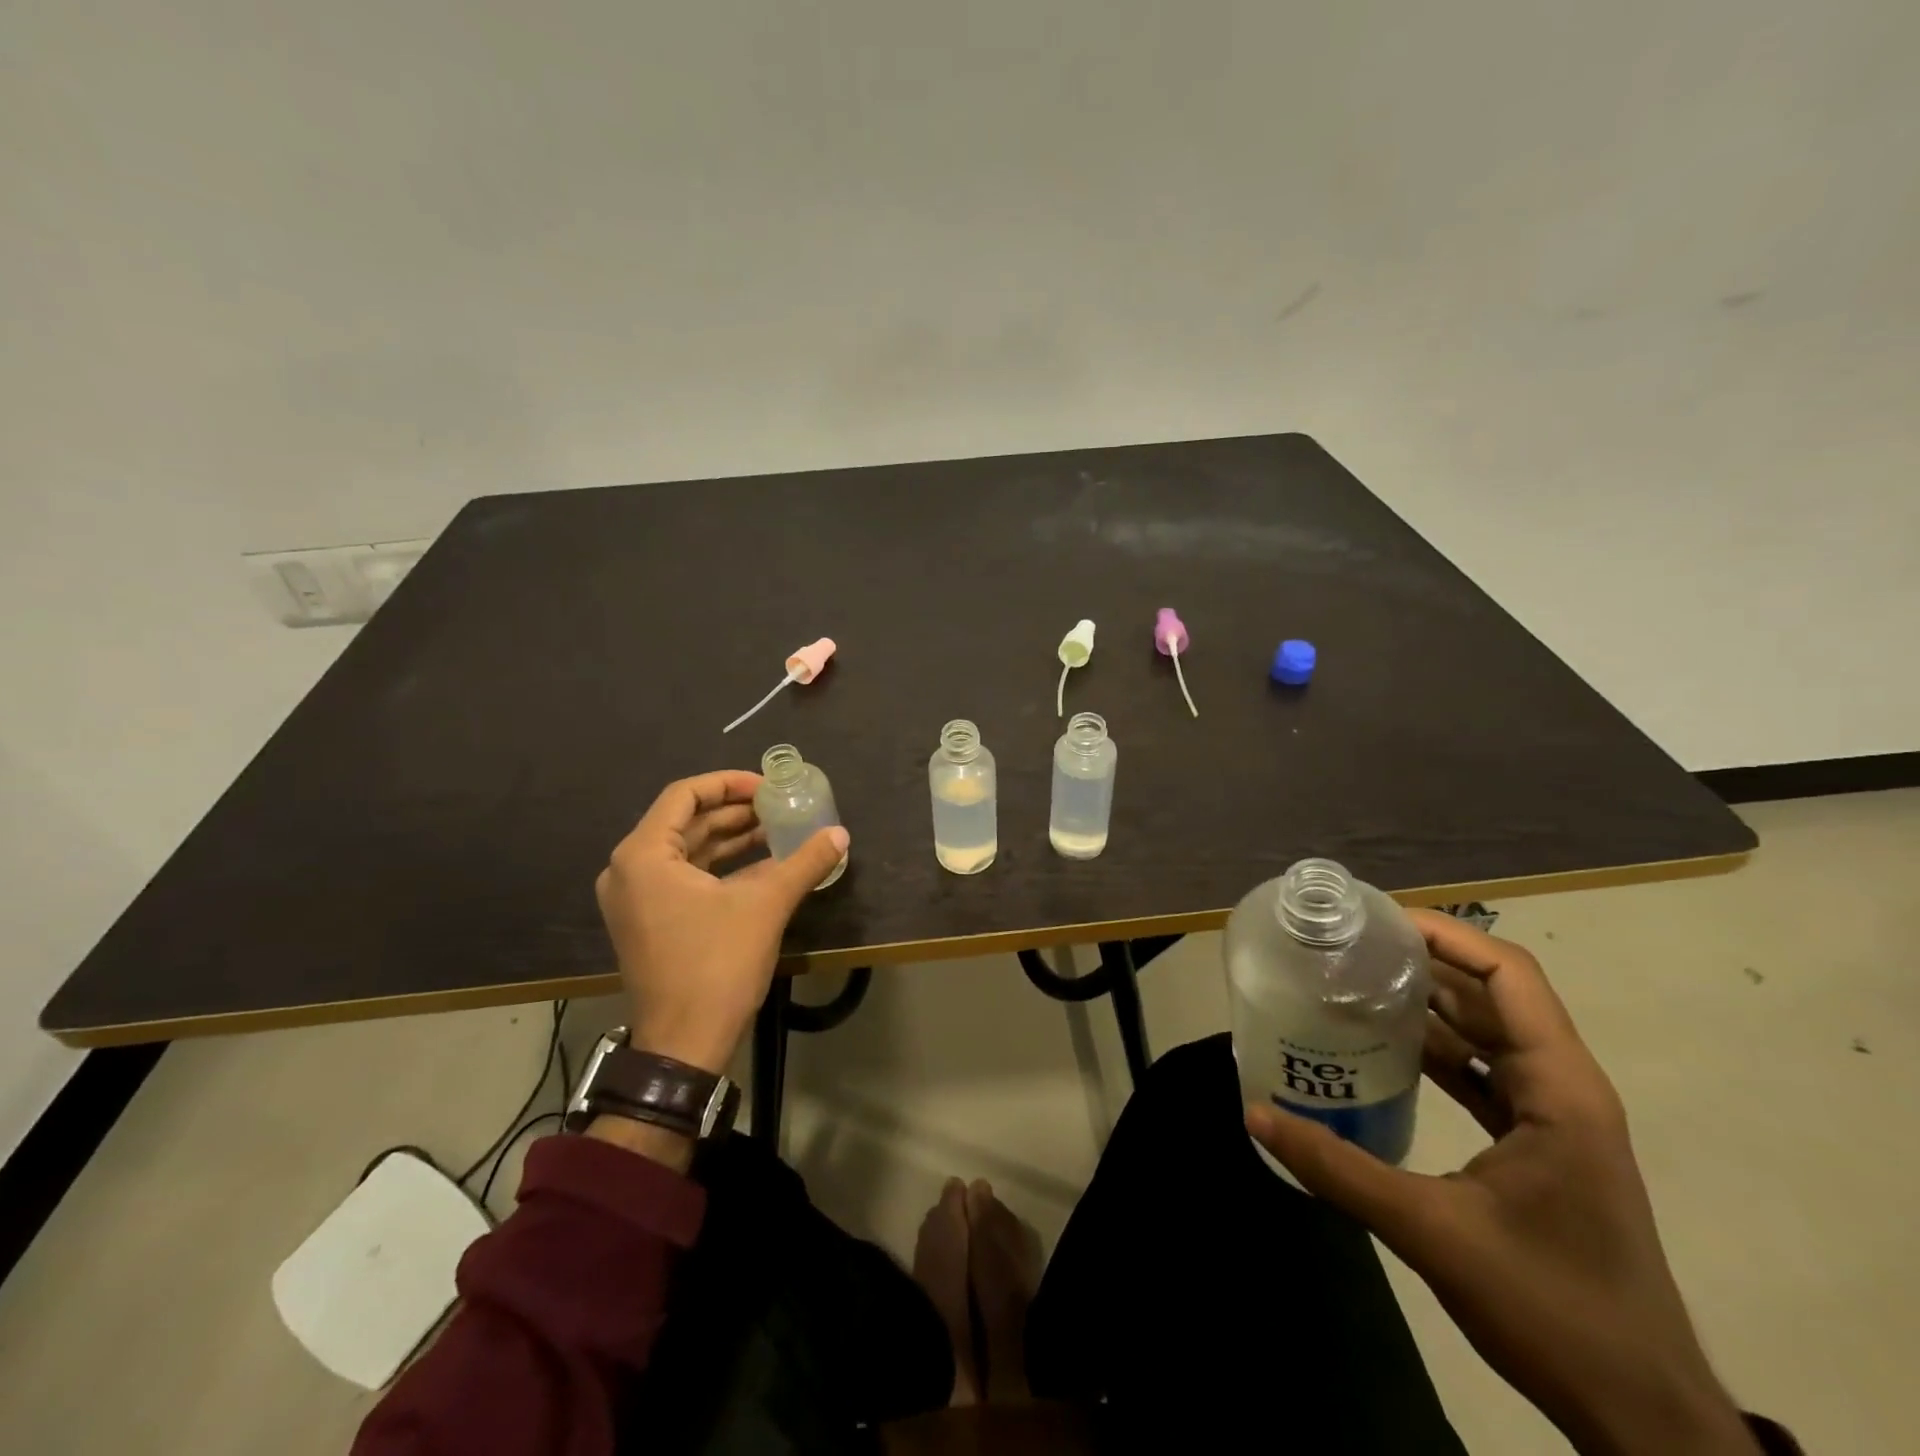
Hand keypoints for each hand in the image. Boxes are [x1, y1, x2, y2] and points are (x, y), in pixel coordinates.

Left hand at [595, 770, 848, 1075]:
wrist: (684, 1044)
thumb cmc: (717, 965)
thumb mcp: (766, 905)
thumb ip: (804, 862)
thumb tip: (840, 835)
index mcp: (644, 855)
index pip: (685, 794)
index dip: (730, 783)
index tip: (768, 786)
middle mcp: (629, 870)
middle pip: (685, 821)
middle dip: (734, 811)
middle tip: (778, 805)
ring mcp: (634, 898)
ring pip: (686, 850)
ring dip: (730, 838)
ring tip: (777, 829)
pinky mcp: (647, 921)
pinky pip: (683, 876)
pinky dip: (720, 866)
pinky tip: (761, 864)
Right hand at [1246, 911, 1756, 1455]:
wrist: (1638, 1412)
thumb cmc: (1551, 1307)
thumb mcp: (1431, 1231)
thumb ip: (1337, 1168)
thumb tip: (1255, 1113)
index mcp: (1560, 1089)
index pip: (1509, 976)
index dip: (1447, 935)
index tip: (1377, 920)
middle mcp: (1564, 1088)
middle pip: (1494, 995)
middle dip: (1424, 962)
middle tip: (1348, 946)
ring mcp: (1555, 1117)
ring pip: (1488, 1034)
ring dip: (1428, 1005)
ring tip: (1354, 984)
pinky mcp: (1540, 1145)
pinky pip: (1484, 1073)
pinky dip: (1438, 1051)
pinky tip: (1385, 1049)